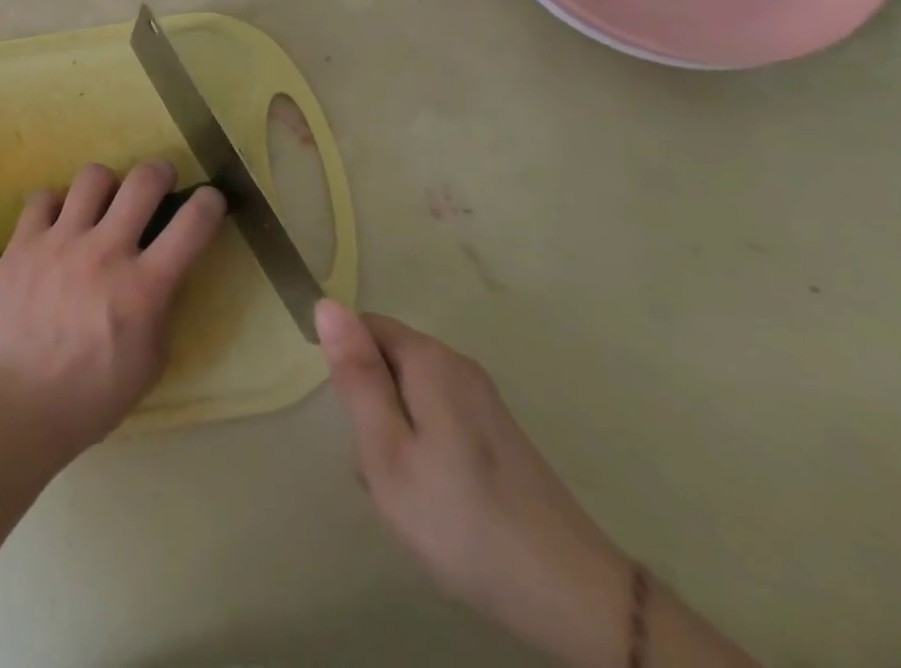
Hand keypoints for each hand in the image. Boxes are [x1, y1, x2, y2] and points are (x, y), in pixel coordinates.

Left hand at [0, 161, 226, 460]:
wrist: (17, 403)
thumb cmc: (92, 394)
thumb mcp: (150, 361)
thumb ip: (161, 309)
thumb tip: (162, 273)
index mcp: (144, 286)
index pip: (192, 225)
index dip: (210, 203)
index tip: (210, 199)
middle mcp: (106, 251)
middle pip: (143, 181)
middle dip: (160, 172)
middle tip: (159, 180)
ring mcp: (61, 241)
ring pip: (93, 177)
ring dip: (106, 185)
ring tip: (103, 202)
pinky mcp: (24, 242)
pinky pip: (43, 197)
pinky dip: (55, 205)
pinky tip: (56, 224)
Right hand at [316, 301, 629, 667]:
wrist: (573, 598)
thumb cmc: (461, 520)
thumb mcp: (387, 452)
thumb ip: (356, 376)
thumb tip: (327, 303)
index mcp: (429, 359)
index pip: (365, 327)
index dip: (348, 370)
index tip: (355, 426)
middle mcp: (458, 364)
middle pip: (389, 361)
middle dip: (372, 405)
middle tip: (380, 469)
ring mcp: (483, 399)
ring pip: (412, 394)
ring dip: (396, 432)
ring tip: (406, 493)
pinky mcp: (499, 433)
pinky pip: (439, 419)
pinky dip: (425, 449)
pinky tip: (437, 502)